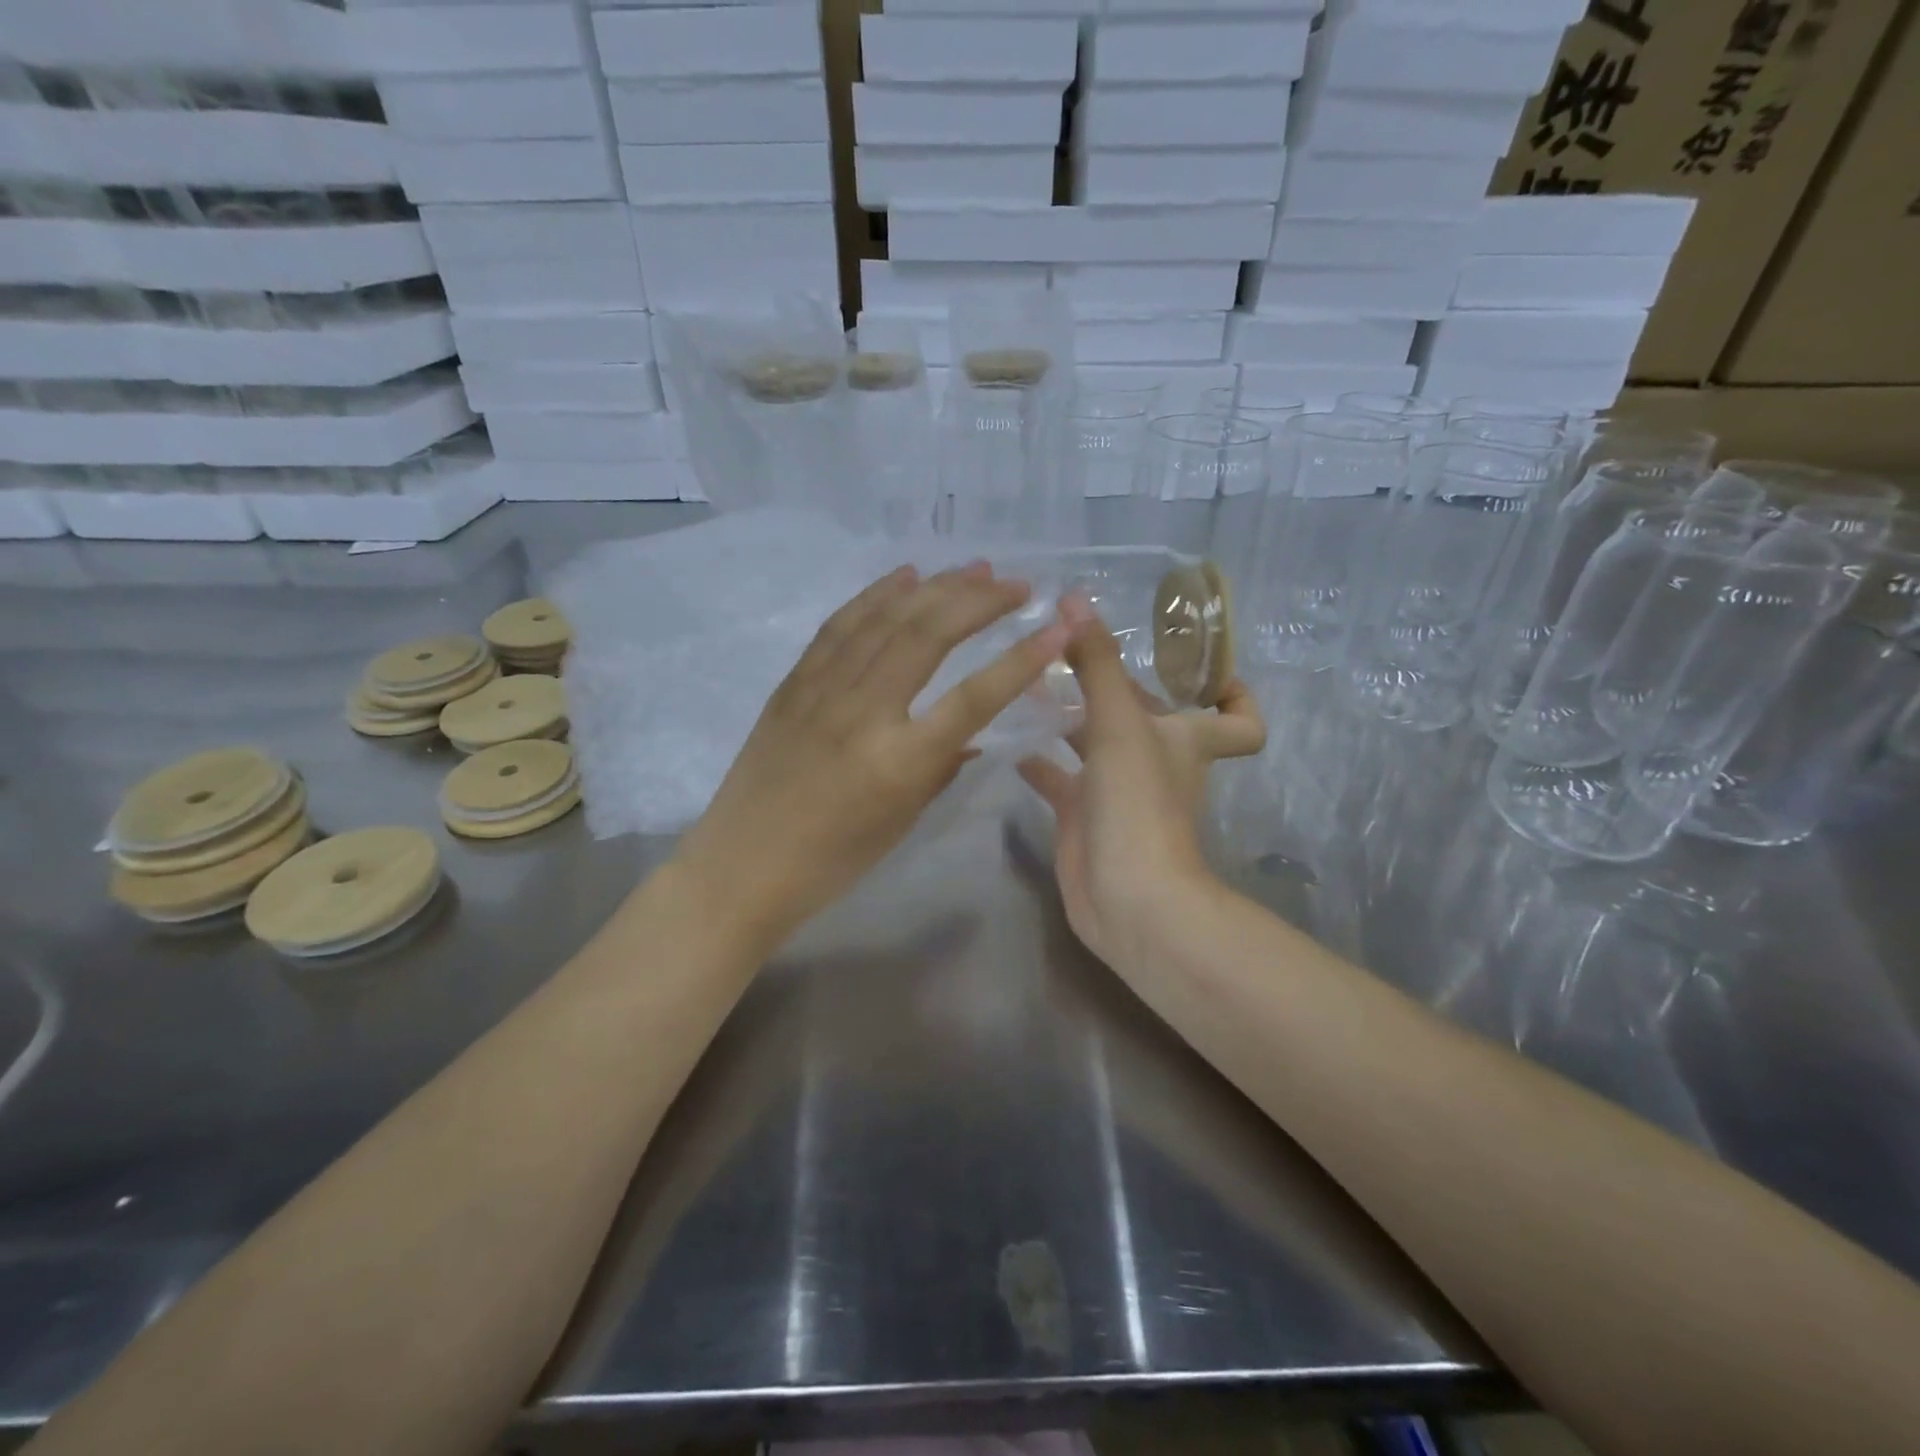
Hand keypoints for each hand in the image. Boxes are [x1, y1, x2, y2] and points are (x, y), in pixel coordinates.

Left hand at [674, 562, 1069, 946]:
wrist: (742, 865)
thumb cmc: (832, 861)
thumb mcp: (902, 821)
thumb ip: (943, 768)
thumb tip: (973, 733)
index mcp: (901, 761)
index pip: (976, 697)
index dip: (1022, 659)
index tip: (1058, 626)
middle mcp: (864, 712)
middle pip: (929, 635)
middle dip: (979, 600)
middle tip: (1017, 584)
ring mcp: (823, 690)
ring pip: (886, 619)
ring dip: (935, 587)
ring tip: (975, 567)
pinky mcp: (794, 682)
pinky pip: (840, 625)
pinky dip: (876, 594)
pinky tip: (904, 575)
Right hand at [1018, 596, 1264, 968]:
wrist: (1127, 899)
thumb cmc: (1140, 804)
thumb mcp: (1120, 724)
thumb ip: (1097, 662)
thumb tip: (1073, 599)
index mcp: (1185, 738)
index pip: (1238, 717)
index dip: (1233, 691)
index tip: (1195, 661)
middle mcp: (1156, 760)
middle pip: (1144, 714)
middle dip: (1110, 682)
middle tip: (1062, 644)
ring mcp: (1117, 790)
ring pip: (1095, 741)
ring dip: (1067, 715)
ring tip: (1025, 680)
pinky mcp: (1083, 816)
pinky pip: (1059, 778)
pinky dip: (1038, 759)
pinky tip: (1006, 736)